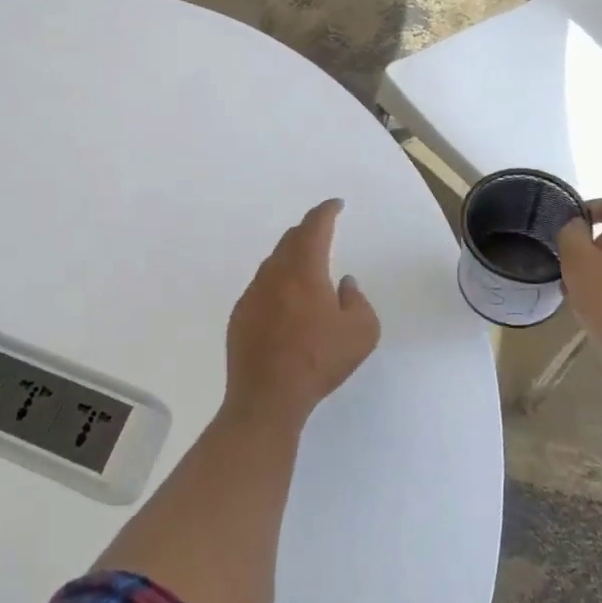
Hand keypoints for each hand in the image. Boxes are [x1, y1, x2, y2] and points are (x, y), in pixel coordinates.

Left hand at [225, 199, 381, 431]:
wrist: (267, 397)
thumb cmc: (318, 362)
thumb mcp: (361, 333)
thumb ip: (357, 300)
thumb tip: (343, 284)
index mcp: (303, 271)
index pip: (314, 227)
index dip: (326, 211)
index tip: (335, 205)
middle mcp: (274, 274)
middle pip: (290, 240)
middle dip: (308, 231)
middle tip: (322, 231)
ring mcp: (252, 294)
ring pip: (273, 263)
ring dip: (291, 258)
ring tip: (307, 269)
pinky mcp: (240, 315)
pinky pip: (262, 287)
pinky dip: (277, 284)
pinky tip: (286, 304)